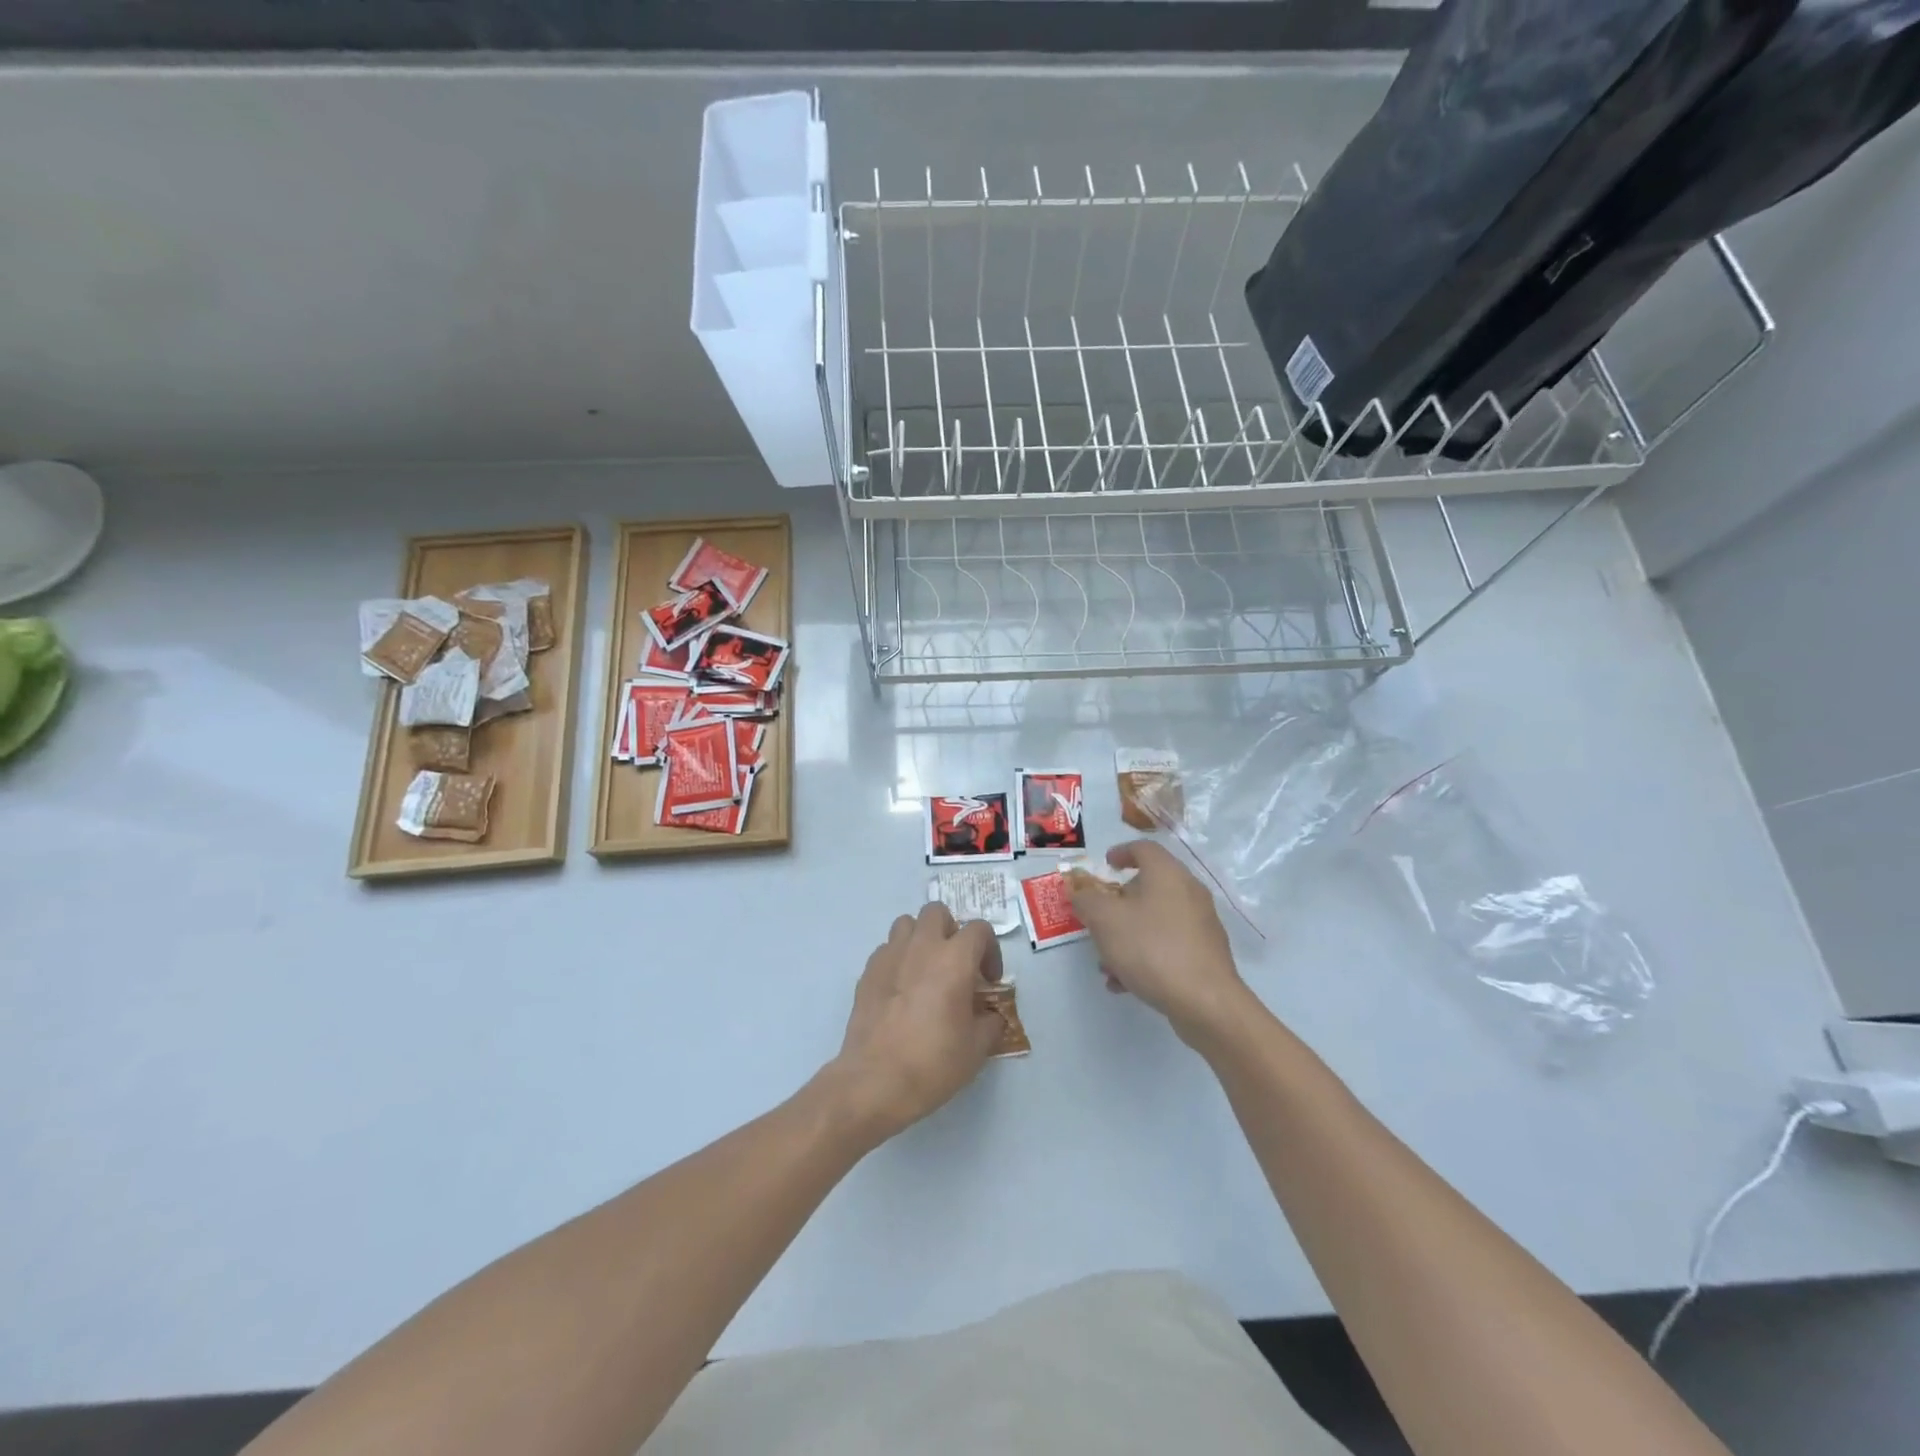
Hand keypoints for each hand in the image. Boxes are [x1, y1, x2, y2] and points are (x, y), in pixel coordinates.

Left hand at [829, 903, 1005, 1142]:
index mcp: (954, 958)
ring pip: (907, 924)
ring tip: (926, 970)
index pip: (979, 929)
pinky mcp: (867, 972)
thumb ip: (991, 1022)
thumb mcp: (977, 1048)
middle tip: (956, 964)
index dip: (990, 950)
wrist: (875, 1081)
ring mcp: (890, 956)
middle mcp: (922, 946)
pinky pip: (886, 950)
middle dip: (951, 931)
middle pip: (937, 912)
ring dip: (921, 939)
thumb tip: (990, 1014)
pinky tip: (901, 990)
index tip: (988, 981)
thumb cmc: (933, 1063)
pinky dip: (898, 960)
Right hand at [1067, 840, 1248, 1044]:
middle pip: (1148, 886)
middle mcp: (1189, 892)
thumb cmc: (1151, 949)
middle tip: (1097, 918)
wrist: (1205, 1002)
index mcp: (1167, 874)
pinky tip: (1125, 982)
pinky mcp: (1205, 954)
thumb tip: (1079, 890)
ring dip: (1127, 934)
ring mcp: (1200, 924)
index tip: (1105, 865)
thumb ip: (1086, 900)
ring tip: (1106, 962)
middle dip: (1117, 904)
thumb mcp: (1105, 920)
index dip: (1120, 852)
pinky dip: (1144, 955)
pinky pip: (1167, 945)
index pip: (1143, 848)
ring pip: (1155, 920)